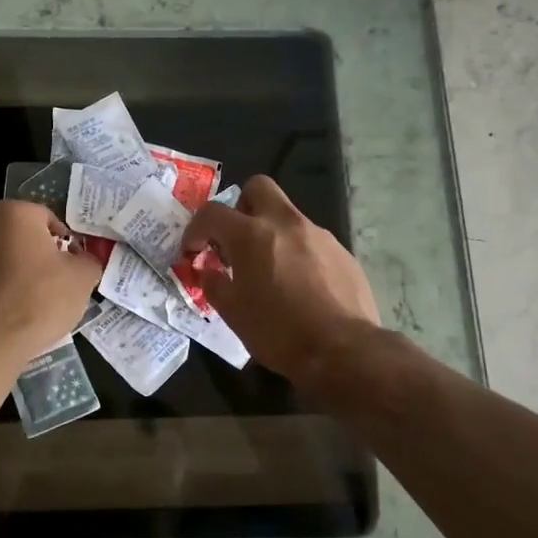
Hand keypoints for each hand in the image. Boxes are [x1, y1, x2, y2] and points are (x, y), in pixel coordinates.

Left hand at [0, 200, 101, 364]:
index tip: (73, 266)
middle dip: (37, 256)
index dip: (65, 242)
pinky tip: (9, 317)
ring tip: (32, 304)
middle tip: (55, 283)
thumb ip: (88, 261)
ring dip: (15, 274)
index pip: (47, 218)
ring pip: (0, 261)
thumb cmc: (39, 299)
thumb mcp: (82, 279)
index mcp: (15, 215)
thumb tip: (83, 261)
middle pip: (20, 238)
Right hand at [180, 175, 379, 383]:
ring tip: (270, 270)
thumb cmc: (278, 332)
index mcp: (251, 235)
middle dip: (241, 205)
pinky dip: (298, 253)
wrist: (343, 350)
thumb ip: (214, 284)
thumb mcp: (233, 314)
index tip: (194, 250)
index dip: (196, 229)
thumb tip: (208, 270)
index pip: (212, 212)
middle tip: (236, 239)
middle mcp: (286, 223)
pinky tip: (300, 285)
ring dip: (272, 233)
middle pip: (258, 187)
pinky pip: (311, 240)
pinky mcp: (342, 251)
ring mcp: (319, 234)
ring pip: (288, 215)